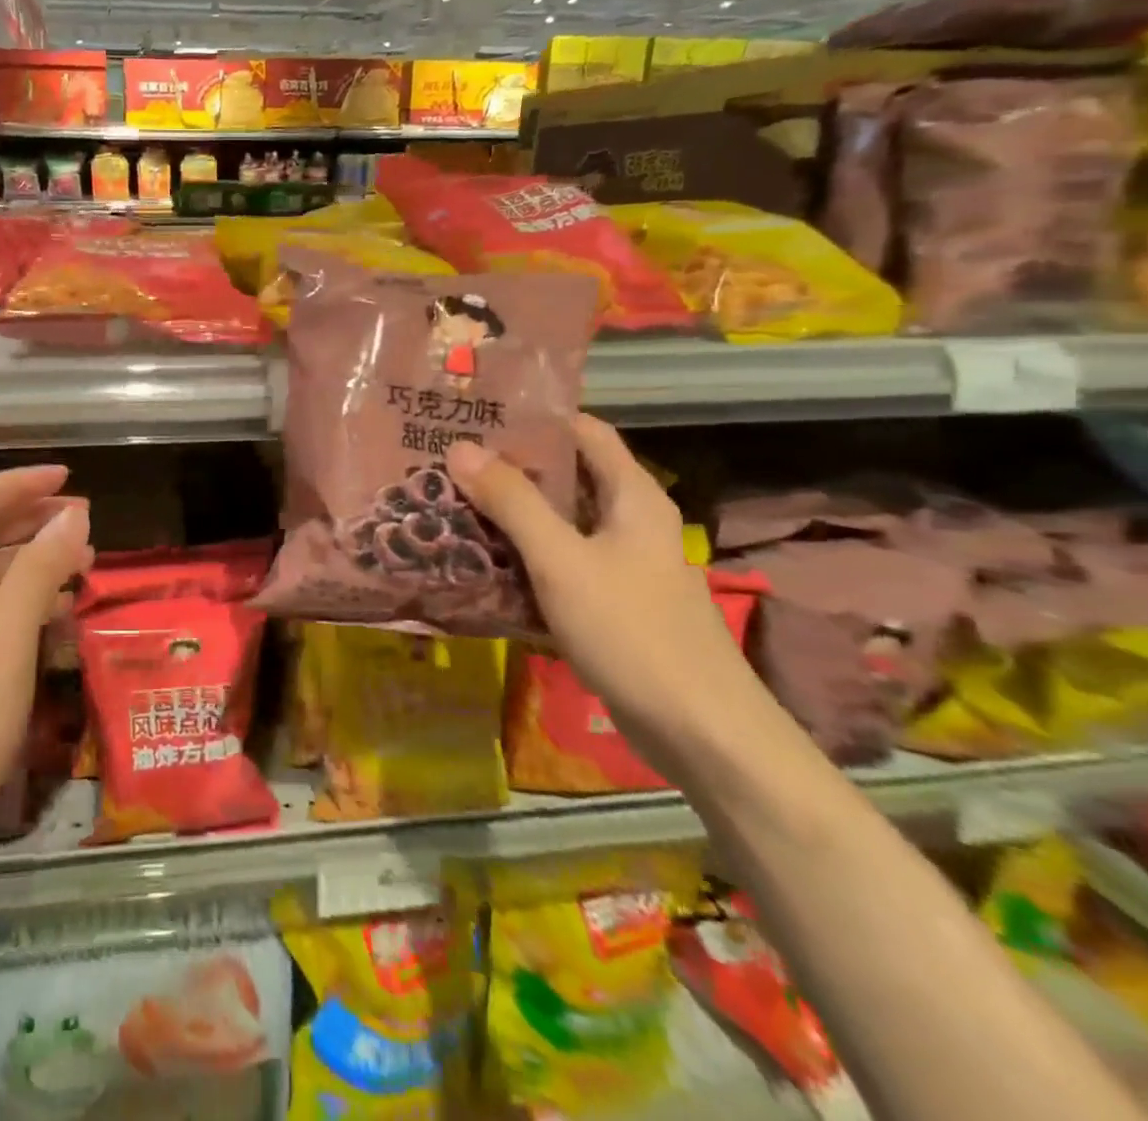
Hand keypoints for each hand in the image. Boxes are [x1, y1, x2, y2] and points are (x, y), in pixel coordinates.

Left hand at [0, 465, 93, 874]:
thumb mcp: (2, 650)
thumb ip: (35, 576)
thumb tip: (72, 516)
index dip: (15, 483)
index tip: (67, 479)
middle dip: (25, 517)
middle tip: (81, 518)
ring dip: (25, 559)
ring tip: (79, 560)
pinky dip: (14, 599)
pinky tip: (51, 612)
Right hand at [446, 416, 768, 776]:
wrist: (700, 732)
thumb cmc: (633, 631)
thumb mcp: (562, 560)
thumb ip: (512, 502)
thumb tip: (460, 448)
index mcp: (633, 496)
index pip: (583, 431)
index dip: (534, 417)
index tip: (477, 413)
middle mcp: (629, 522)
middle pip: (565, 478)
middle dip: (509, 468)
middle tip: (447, 459)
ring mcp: (620, 566)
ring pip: (557, 525)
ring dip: (509, 515)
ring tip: (450, 503)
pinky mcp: (607, 605)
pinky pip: (556, 566)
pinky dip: (521, 558)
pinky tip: (478, 562)